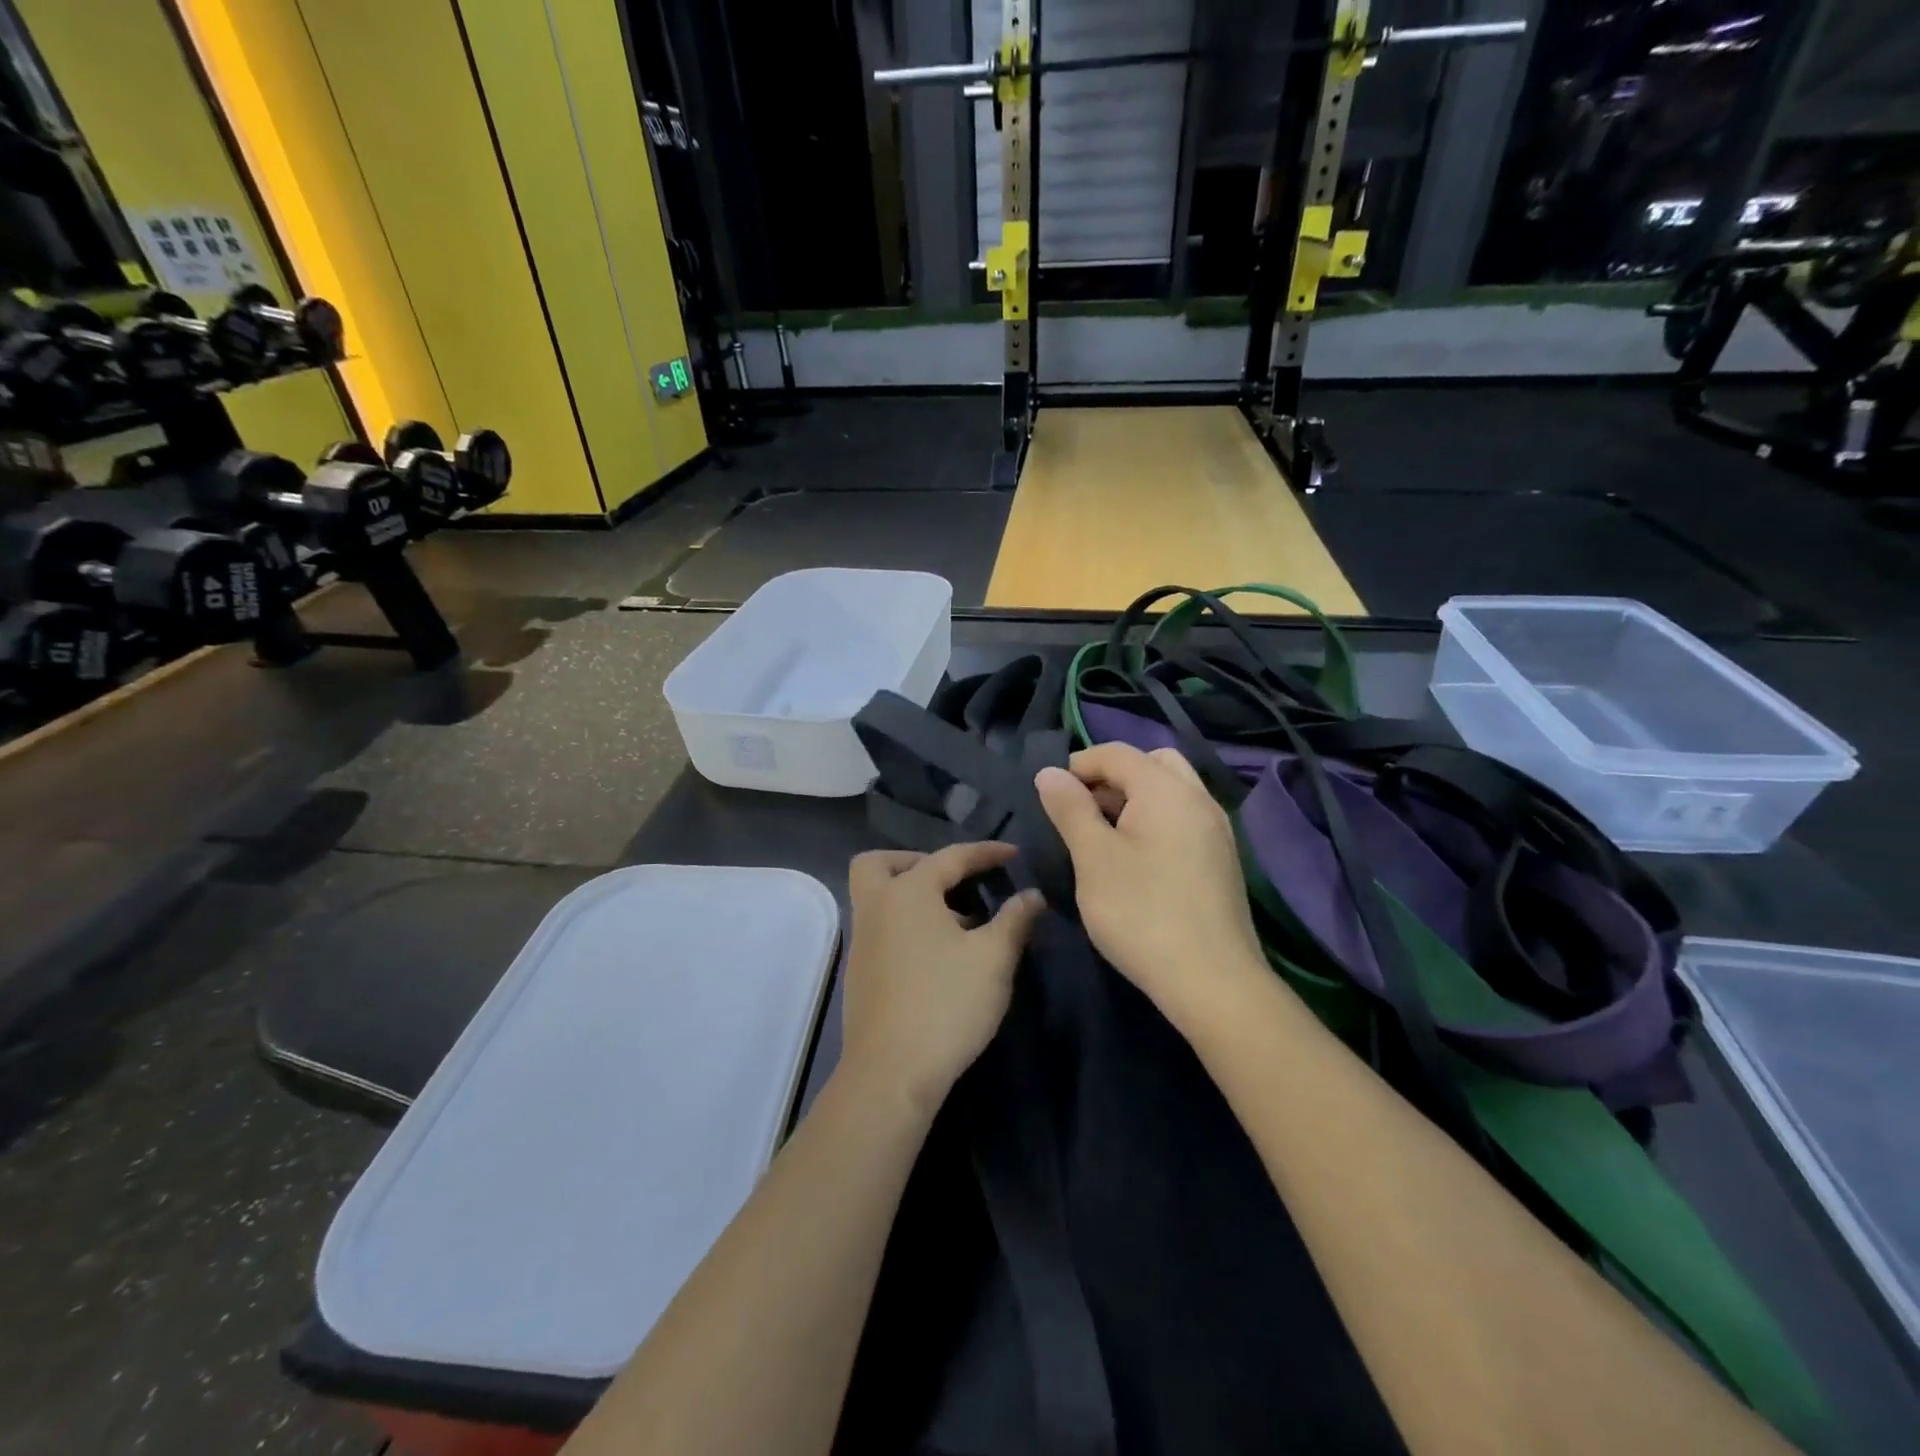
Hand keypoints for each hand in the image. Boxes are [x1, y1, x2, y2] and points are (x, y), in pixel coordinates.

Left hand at [839, 843, 1045, 1114]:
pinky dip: (904, 924)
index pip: (950, 857)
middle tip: (952, 880)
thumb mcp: (993, 958)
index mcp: (907, 892)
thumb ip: (1014, 919)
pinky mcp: (859, 973)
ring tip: (956, 920)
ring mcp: (861, 942)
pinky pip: (879, 928)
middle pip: (880, 864)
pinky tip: (937, 954)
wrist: (891, 1073)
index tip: (1015, 855)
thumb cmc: (946, 1004)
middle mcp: (875, 908)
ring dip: (911, 896)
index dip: (986, 853)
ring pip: (877, 898)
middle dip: (915, 861)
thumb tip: (1032, 895)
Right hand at [1035, 744, 1266, 1018]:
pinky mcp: (1222, 859)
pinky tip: (1136, 859)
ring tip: (1103, 834)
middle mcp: (1198, 798)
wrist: (1212, 981)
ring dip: (1135, 798)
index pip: (1117, 753)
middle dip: (1112, 776)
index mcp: (1166, 789)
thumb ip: (1070, 809)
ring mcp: (1217, 830)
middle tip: (1081, 809)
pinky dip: (1155, 820)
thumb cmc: (1142, 913)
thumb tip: (1050, 772)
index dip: (1078, 765)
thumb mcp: (1094, 858)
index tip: (1050, 795)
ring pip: (1171, 791)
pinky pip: (1184, 818)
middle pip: (1152, 763)